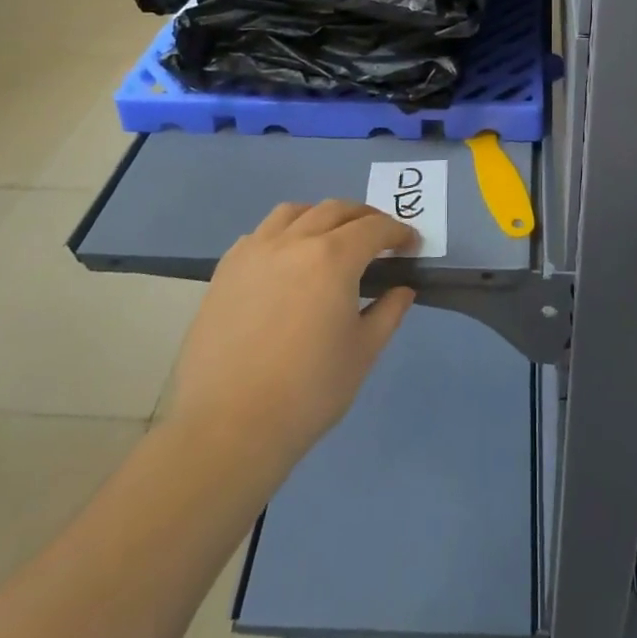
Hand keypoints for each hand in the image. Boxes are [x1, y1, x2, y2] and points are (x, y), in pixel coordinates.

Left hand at [170, 201, 417, 472]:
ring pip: (294, 212)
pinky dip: (284, 233)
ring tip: (331, 239)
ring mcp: (255, 251)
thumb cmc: (308, 393)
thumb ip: (388, 312)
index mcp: (333, 258)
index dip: (398, 233)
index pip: (374, 228)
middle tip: (379, 240)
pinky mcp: (226, 269)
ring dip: (322, 217)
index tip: (410, 247)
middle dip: (364, 218)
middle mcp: (294, 241)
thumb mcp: (363, 353)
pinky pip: (260, 233)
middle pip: (335, 210)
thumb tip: (402, 289)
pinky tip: (287, 260)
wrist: (229, 427)